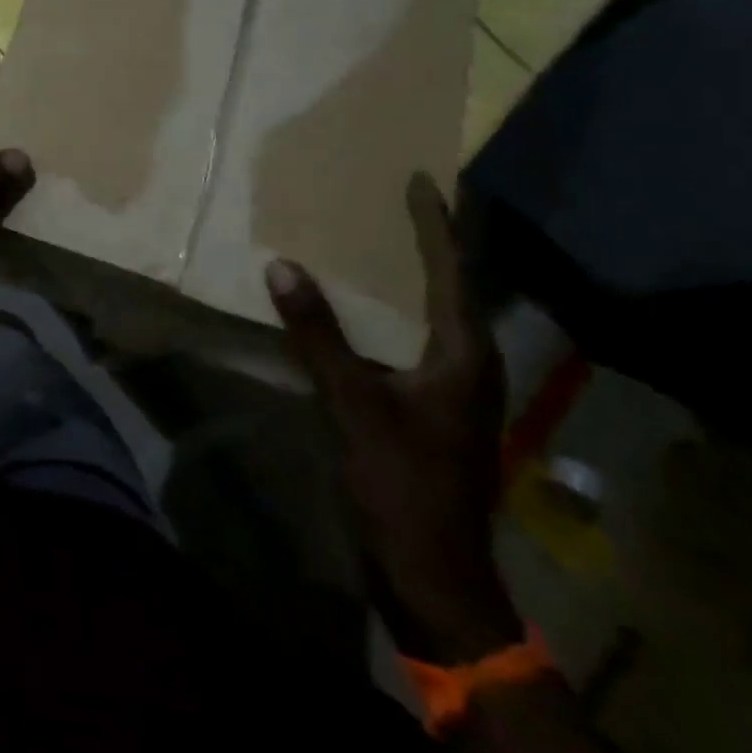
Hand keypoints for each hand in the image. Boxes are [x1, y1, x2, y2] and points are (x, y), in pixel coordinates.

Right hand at [267, 174, 519, 664]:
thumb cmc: (401, 482)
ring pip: (433, 315)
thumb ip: (319, 334)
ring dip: (411, 275)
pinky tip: (362, 306)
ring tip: (380, 240)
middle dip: (431, 242)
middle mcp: (469, 364)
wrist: (431, 573)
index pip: (453, 271)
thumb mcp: (353, 403)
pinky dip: (391, 311)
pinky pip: (412, 338)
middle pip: (452, 287)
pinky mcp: (431, 407)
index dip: (436, 223)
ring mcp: (453, 389)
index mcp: (465, 355)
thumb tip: (282, 265)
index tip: (422, 179)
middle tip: (400, 200)